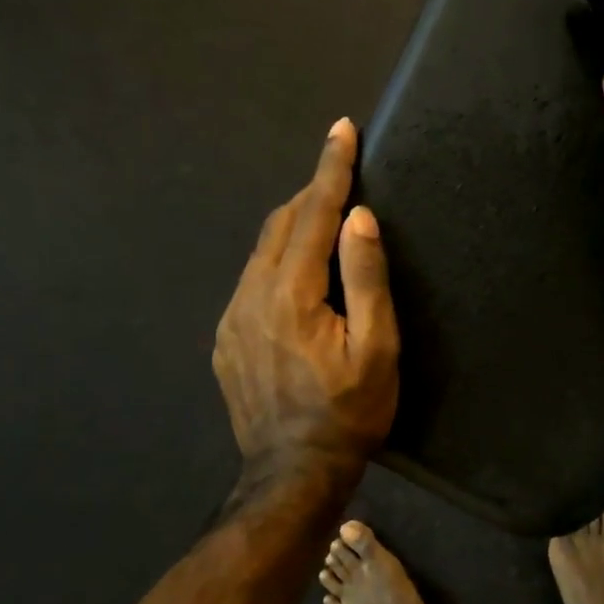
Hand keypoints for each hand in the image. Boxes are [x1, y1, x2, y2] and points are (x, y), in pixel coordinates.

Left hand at [214, 119, 399, 485]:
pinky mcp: (226, 340)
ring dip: (295, 227)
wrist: (293, 473)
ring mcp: (231, 318)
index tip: (341, 129)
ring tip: (326, 223)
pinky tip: (298, 279)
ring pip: (262, 251)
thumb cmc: (349, 413)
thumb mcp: (377, 349)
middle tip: (342, 176)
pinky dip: (278, 261)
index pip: (314, 213)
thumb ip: (366, 279)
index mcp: (291, 292)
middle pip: (281, 224)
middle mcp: (251, 295)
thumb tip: (359, 218)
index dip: (331, 168)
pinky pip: (251, 281)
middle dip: (312, 193)